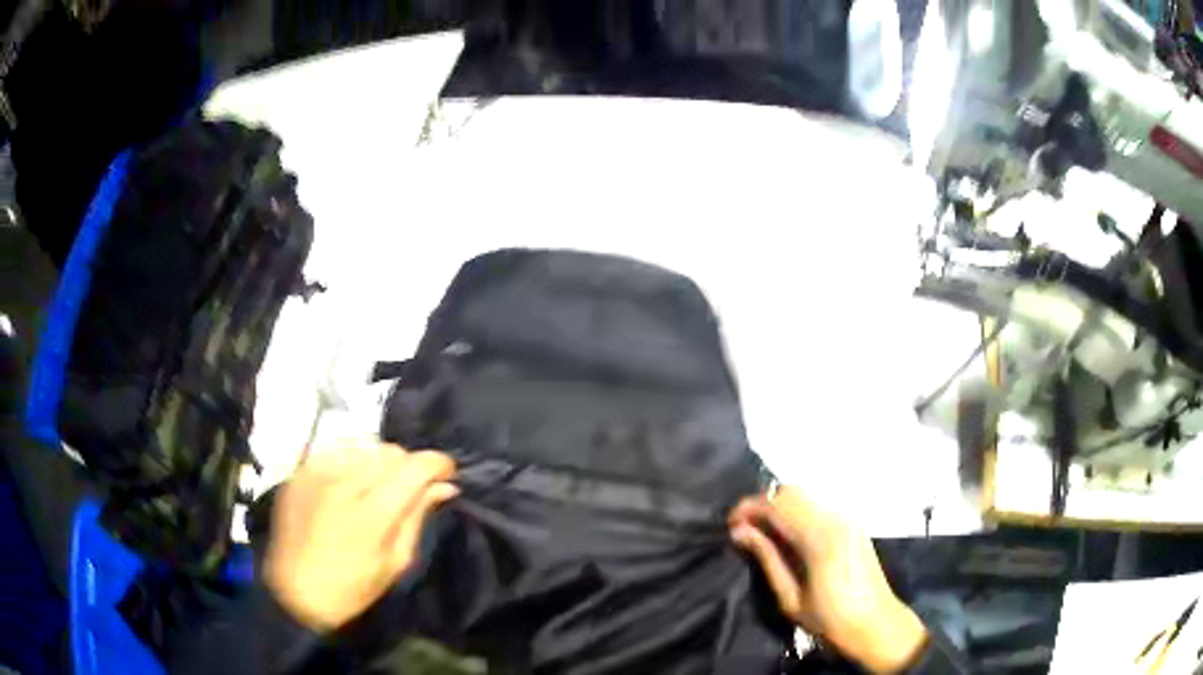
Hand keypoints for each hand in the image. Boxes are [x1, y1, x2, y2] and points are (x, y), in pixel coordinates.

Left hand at [264, 441, 458, 631]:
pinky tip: (350, 485)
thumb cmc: (352, 589)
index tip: (448, 474)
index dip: (439, 463)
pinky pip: (337, 449)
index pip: (415, 466)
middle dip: (409, 466)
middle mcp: (342, 482)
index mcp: (370, 513)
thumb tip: (445, 487)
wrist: (294, 592)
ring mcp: (316, 472)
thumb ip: (418, 518)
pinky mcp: (300, 471)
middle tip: (411, 489)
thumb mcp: (395, 563)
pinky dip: (353, 461)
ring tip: (378, 487)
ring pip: (365, 445)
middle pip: (391, 450)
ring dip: (380, 461)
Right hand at [729, 487, 927, 673]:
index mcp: (818, 539)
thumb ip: (767, 558)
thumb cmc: (829, 619)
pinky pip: (820, 504)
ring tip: (762, 530)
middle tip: (744, 527)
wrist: (875, 622)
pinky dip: (798, 509)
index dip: (748, 508)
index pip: (776, 505)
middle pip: (791, 492)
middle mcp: (835, 519)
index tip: (730, 524)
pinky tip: (788, 532)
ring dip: (781, 504)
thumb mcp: (790, 597)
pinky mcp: (853, 523)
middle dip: (763, 503)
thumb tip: (740, 532)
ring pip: (806, 494)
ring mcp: (847, 518)